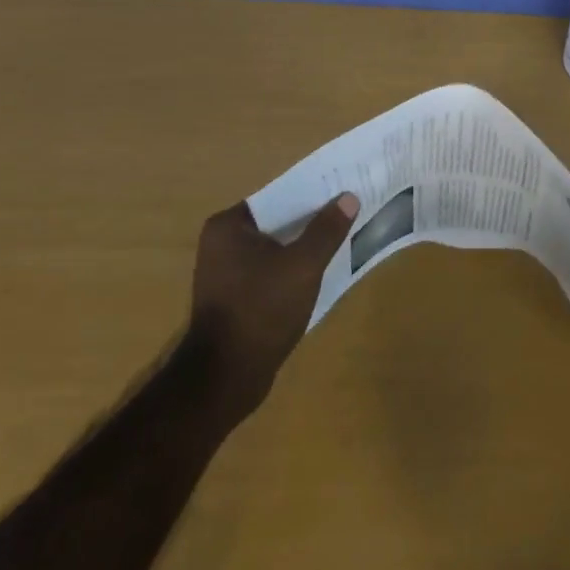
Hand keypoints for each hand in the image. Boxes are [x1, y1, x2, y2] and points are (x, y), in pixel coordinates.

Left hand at [183, 194, 359, 420]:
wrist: (226, 376)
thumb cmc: (262, 310)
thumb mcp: (303, 265)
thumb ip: (326, 230)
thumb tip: (348, 197)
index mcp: (228, 227)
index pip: (277, 197)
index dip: (311, 194)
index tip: (341, 193)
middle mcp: (220, 244)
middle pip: (277, 223)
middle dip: (310, 222)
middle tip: (347, 216)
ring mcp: (225, 274)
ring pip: (275, 250)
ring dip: (303, 248)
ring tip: (340, 242)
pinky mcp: (234, 299)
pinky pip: (269, 273)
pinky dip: (292, 271)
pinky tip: (318, 276)